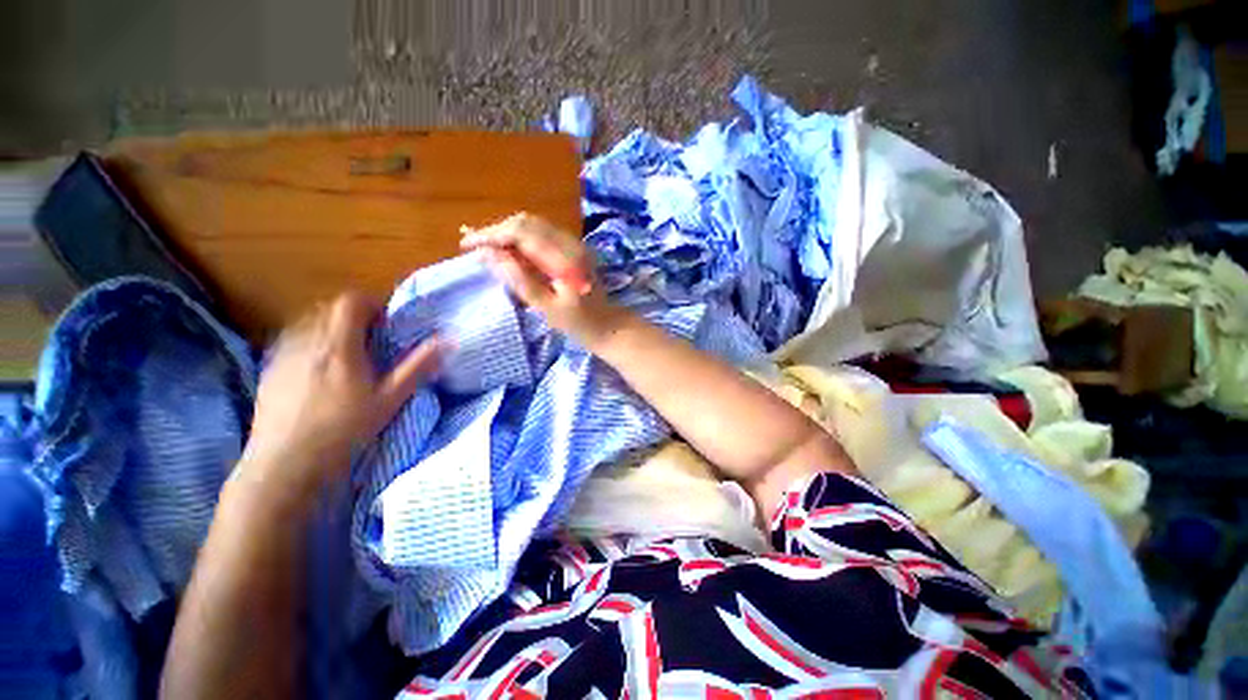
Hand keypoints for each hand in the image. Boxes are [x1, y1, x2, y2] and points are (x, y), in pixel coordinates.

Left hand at [239, 293, 440, 500]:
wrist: (285, 463)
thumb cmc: (344, 429)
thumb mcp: (390, 399)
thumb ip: (418, 366)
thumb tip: (448, 340)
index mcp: (339, 345)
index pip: (351, 301)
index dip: (371, 304)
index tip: (385, 324)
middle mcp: (306, 342)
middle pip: (329, 309)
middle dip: (353, 317)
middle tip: (370, 342)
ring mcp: (282, 355)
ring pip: (308, 324)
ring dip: (331, 329)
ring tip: (344, 357)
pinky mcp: (268, 370)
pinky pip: (292, 342)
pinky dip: (310, 345)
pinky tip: (317, 373)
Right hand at [461, 212, 628, 346]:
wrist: (609, 325)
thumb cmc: (579, 323)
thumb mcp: (546, 307)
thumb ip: (519, 279)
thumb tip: (488, 255)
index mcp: (564, 258)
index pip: (521, 232)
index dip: (491, 235)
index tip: (466, 244)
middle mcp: (571, 243)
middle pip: (527, 222)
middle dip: (497, 231)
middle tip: (475, 247)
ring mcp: (575, 244)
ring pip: (535, 225)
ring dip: (509, 233)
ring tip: (489, 250)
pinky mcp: (575, 249)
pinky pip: (544, 234)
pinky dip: (523, 239)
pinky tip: (512, 253)